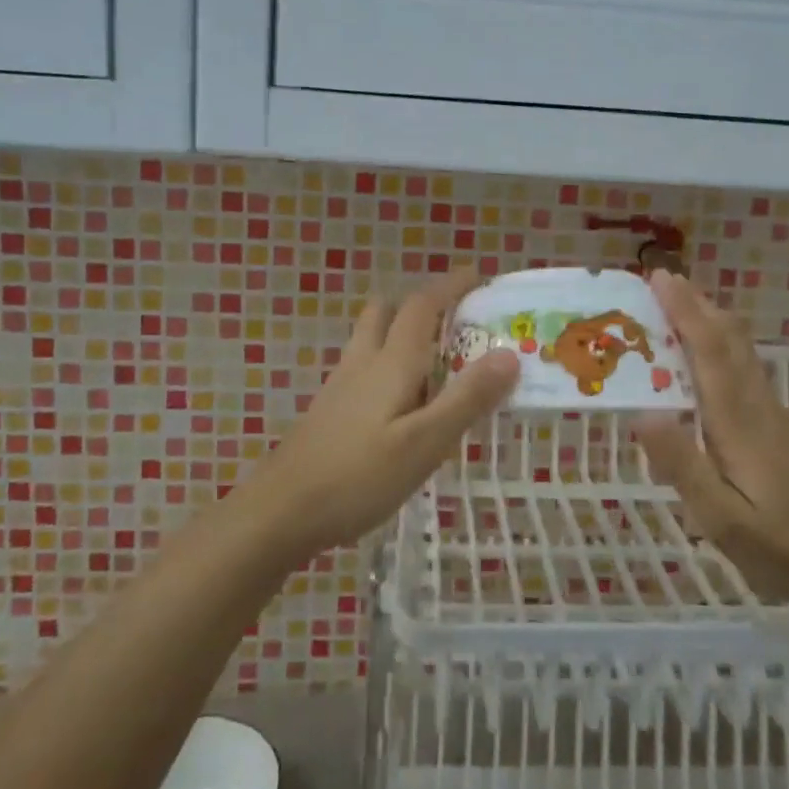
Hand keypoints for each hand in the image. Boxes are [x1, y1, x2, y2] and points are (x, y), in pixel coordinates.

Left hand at [240, 268, 518, 560]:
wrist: (279, 512)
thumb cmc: (357, 477)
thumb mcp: (424, 443)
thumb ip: (466, 399)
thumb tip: (509, 353)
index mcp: (391, 363)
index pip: (422, 306)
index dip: (451, 286)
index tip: (478, 277)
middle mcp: (363, 363)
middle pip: (388, 312)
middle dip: (422, 304)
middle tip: (457, 320)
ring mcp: (341, 386)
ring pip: (372, 339)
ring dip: (402, 332)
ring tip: (437, 361)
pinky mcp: (330, 410)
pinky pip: (365, 368)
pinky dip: (389, 364)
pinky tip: (403, 403)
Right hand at [634, 271, 788, 606]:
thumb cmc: (788, 549)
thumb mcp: (725, 521)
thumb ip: (684, 466)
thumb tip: (643, 412)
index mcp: (738, 422)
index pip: (709, 351)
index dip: (684, 311)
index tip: (659, 277)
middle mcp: (758, 407)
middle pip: (730, 340)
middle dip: (697, 305)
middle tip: (662, 280)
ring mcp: (774, 417)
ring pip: (742, 353)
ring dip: (711, 322)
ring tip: (680, 307)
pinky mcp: (782, 431)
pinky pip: (747, 370)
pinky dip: (723, 348)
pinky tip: (712, 363)